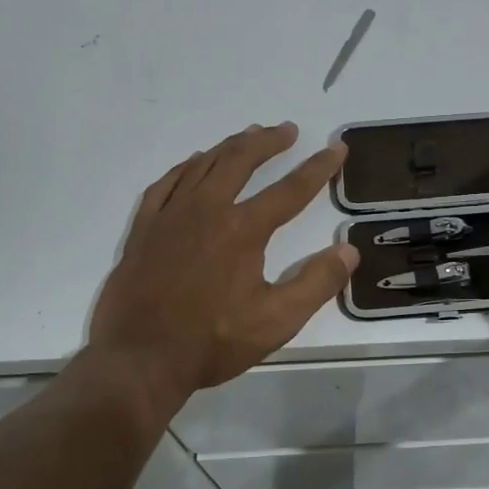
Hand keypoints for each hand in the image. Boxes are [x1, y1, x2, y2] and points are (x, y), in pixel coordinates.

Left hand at [90, 122, 359, 403]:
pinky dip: (185, 167)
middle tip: (287, 130)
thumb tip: (349, 250)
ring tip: (248, 136)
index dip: (318, 168)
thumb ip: (317, 283)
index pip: (290, 190)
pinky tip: (193, 163)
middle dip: (268, 141)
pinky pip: (166, 184)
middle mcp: (206, 210)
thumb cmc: (212, 342)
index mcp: (242, 229)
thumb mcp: (277, 321)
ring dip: (230, 146)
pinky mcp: (144, 229)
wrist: (139, 359)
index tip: (337, 148)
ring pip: (203, 165)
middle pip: (241, 161)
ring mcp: (170, 216)